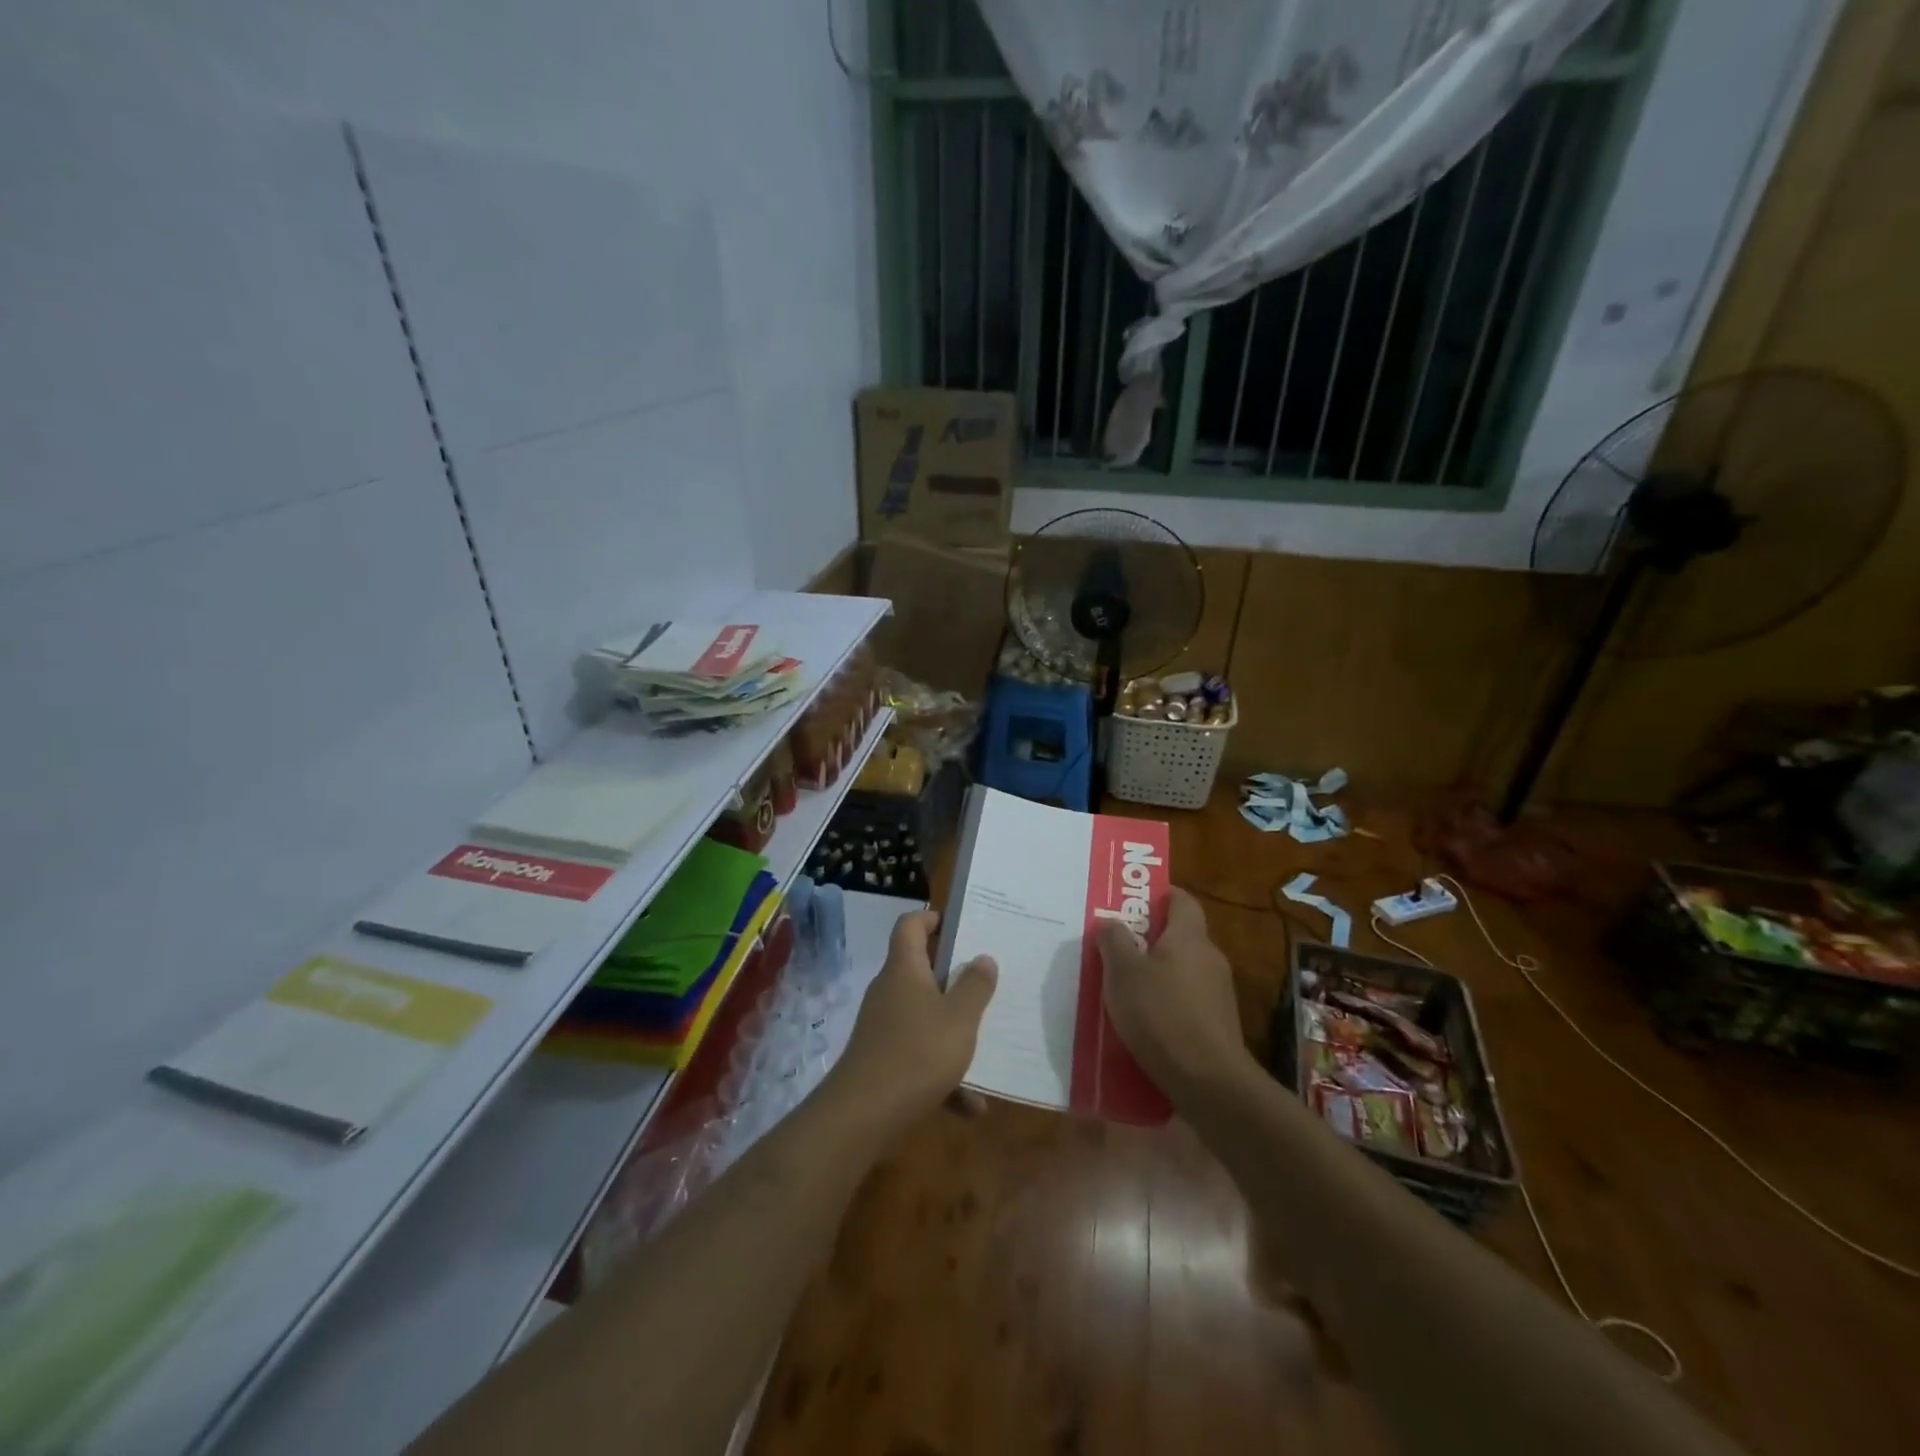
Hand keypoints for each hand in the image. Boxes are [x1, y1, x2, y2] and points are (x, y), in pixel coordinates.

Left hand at [829, 909, 997, 1126]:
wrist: (863, 1116)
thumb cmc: (917, 1053)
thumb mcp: (959, 1019)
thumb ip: (975, 986)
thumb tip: (983, 957)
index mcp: (904, 969)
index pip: (910, 925)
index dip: (931, 918)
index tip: (958, 925)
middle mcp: (889, 991)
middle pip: (919, 970)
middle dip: (952, 976)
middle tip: (985, 979)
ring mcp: (883, 1027)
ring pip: (924, 1017)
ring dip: (953, 1030)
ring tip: (987, 1042)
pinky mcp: (882, 1061)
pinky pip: (919, 1058)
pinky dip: (944, 1076)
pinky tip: (972, 1105)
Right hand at [1097, 886, 1250, 1100]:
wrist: (1208, 1081)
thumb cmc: (1161, 1014)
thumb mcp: (1122, 973)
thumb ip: (1114, 941)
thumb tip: (1110, 920)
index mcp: (1189, 937)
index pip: (1183, 900)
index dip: (1161, 896)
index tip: (1134, 902)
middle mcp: (1210, 958)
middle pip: (1181, 936)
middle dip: (1151, 938)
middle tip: (1118, 946)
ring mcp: (1219, 993)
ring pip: (1184, 970)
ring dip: (1159, 973)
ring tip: (1126, 987)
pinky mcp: (1219, 1024)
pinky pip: (1189, 1000)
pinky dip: (1168, 1002)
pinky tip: (1146, 1021)